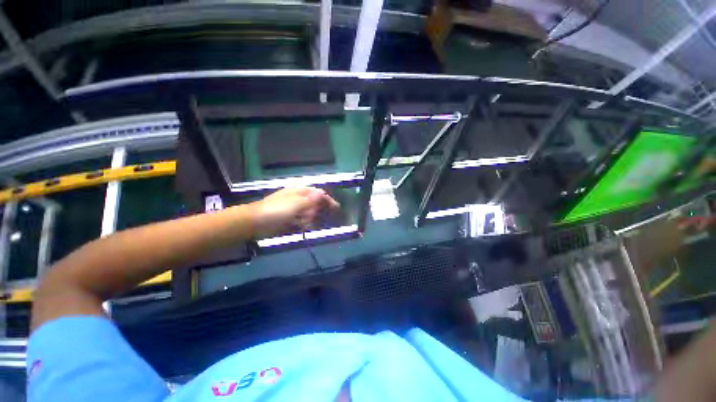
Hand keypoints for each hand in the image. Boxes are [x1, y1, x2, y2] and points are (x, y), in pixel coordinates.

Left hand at [249, 187, 339, 238]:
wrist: (254, 222)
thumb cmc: (276, 210)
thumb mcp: (295, 204)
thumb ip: (310, 200)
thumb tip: (322, 193)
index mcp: (300, 192)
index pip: (318, 193)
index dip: (328, 200)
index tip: (336, 208)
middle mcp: (298, 199)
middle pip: (315, 203)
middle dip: (321, 210)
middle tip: (325, 218)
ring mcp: (293, 209)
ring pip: (309, 212)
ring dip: (312, 218)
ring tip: (310, 224)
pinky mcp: (289, 218)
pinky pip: (302, 220)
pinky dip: (305, 224)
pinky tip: (305, 228)